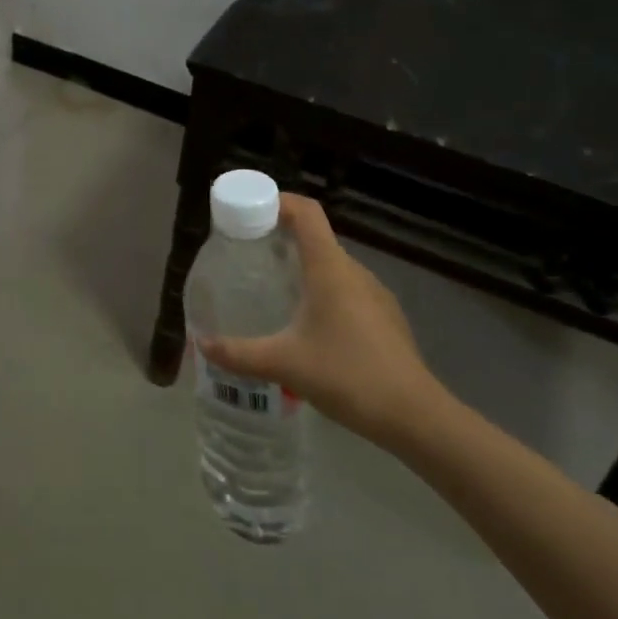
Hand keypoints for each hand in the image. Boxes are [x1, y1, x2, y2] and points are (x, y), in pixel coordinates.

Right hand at [199, 194, 445, 449]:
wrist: (416, 417)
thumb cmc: (348, 376)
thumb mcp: (284, 364)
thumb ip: (239, 353)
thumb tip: (200, 345)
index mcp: (330, 268)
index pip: (306, 212)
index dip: (278, 201)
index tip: (249, 211)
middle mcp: (354, 271)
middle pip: (316, 236)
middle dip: (281, 237)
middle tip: (248, 254)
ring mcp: (375, 294)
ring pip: (332, 265)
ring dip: (302, 267)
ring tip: (273, 289)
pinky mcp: (385, 318)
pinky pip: (347, 289)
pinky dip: (322, 291)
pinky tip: (308, 325)